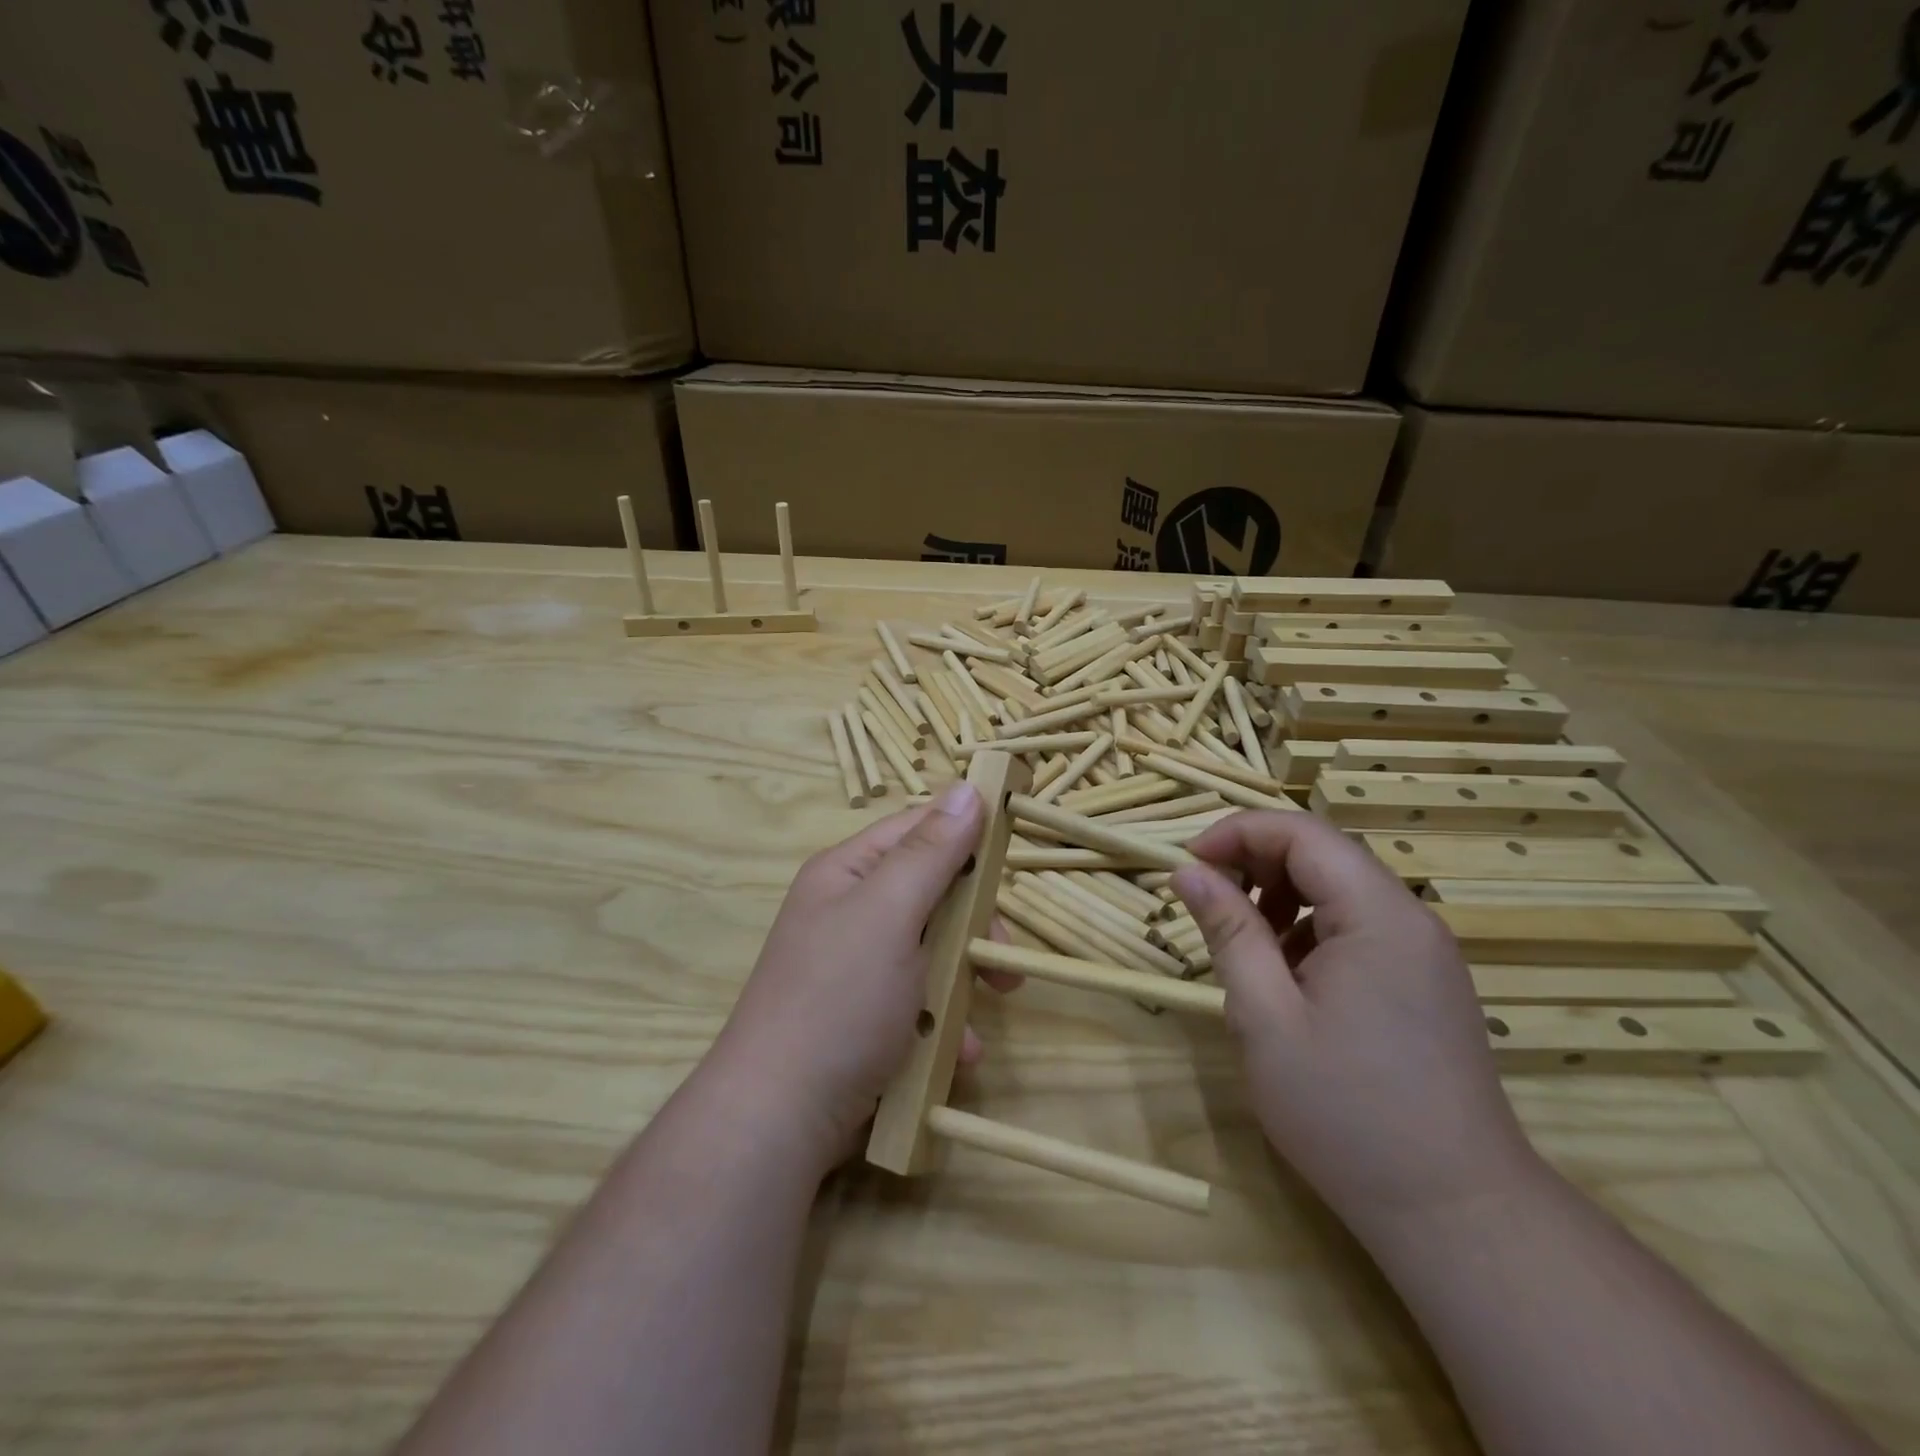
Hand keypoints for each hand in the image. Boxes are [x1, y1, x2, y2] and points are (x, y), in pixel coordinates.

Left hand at [707, 782, 1019, 1172]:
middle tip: (1004, 955)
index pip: (916, 828)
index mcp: (847, 873)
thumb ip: (932, 852)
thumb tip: (966, 788)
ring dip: (965, 977)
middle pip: (931, 892)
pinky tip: (956, 1051)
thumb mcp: (890, 913)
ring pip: (933, 949)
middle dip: (973, 923)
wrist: (779, 1119)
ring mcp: (856, 967)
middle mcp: (850, 911)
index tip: (1011, 856)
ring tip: (993, 1005)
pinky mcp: (865, 1016)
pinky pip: (919, 999)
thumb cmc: (840, 999)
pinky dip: (943, 1019)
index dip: (964, 833)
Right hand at [1171, 812, 1540, 1238]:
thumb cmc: (1346, 1112)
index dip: (1236, 833)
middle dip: (1255, 863)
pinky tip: (1286, 979)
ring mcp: (1423, 951)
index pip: (1301, 833)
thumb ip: (1227, 932)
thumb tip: (1188, 871)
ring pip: (1338, 889)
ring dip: (1279, 897)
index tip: (1187, 864)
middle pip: (1322, 854)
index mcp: (1377, 915)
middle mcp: (1409, 919)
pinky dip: (1308, 930)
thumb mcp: (1265, 1017)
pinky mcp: (1423, 981)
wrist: (1455, 1212)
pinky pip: (1357, 926)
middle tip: (1207, 903)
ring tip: (1243, 946)